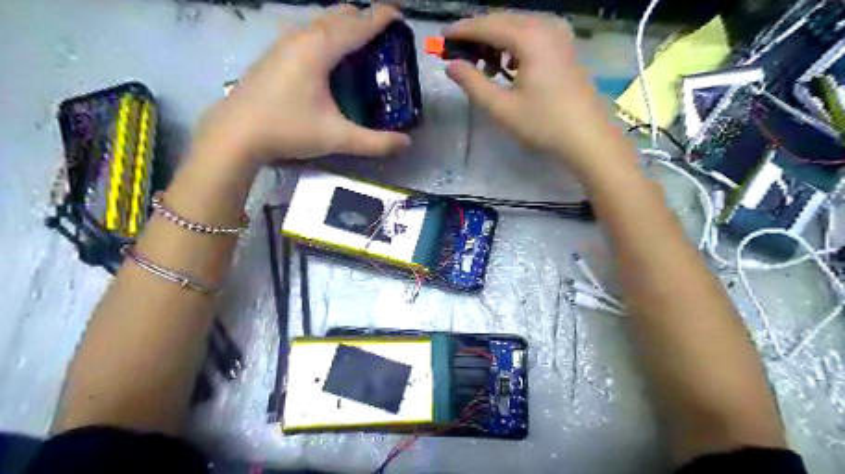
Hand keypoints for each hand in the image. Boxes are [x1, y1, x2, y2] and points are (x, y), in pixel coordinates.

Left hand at [195, 4, 413, 164]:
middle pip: (340, 15)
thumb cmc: (288, 129)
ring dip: (345, 26)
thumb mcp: (337, 138)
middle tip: (385, 38)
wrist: (236, 133)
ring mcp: (284, 42)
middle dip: (365, 19)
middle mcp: (302, 36)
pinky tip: (331, 59)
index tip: (401, 17)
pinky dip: (329, 35)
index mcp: (319, 49)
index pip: (358, 25)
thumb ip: (375, 142)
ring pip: (322, 21)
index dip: (382, 18)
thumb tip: (406, 143)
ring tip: (362, 46)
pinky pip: (309, 32)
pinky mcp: (275, 53)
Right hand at [445, 12, 629, 174]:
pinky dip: (513, 46)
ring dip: (496, 41)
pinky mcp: (565, 46)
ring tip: (481, 65)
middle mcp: (546, 26)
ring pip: (518, 26)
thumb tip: (451, 66)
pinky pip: (532, 35)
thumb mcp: (501, 107)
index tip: (442, 38)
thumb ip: (473, 83)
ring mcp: (559, 34)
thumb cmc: (543, 124)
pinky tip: (507, 67)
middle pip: (503, 20)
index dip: (463, 30)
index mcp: (530, 37)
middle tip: (457, 52)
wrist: (587, 137)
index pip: (488, 25)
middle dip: (478, 34)